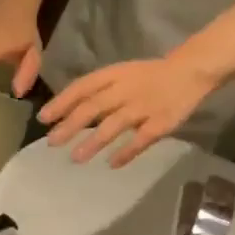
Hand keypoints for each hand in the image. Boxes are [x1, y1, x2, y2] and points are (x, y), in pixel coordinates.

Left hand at [38, 55, 219, 166]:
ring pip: (115, 124)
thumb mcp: (119, 75)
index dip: (62, 102)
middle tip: (52, 142)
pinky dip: (128, 151)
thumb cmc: (147, 76)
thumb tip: (64, 113)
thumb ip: (95, 92)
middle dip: (71, 125)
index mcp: (113, 76)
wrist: (190, 70)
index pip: (82, 87)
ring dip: (94, 141)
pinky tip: (113, 164)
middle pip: (94, 107)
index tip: (43, 118)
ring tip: (76, 157)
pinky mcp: (162, 122)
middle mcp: (126, 90)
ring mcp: (144, 106)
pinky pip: (143, 139)